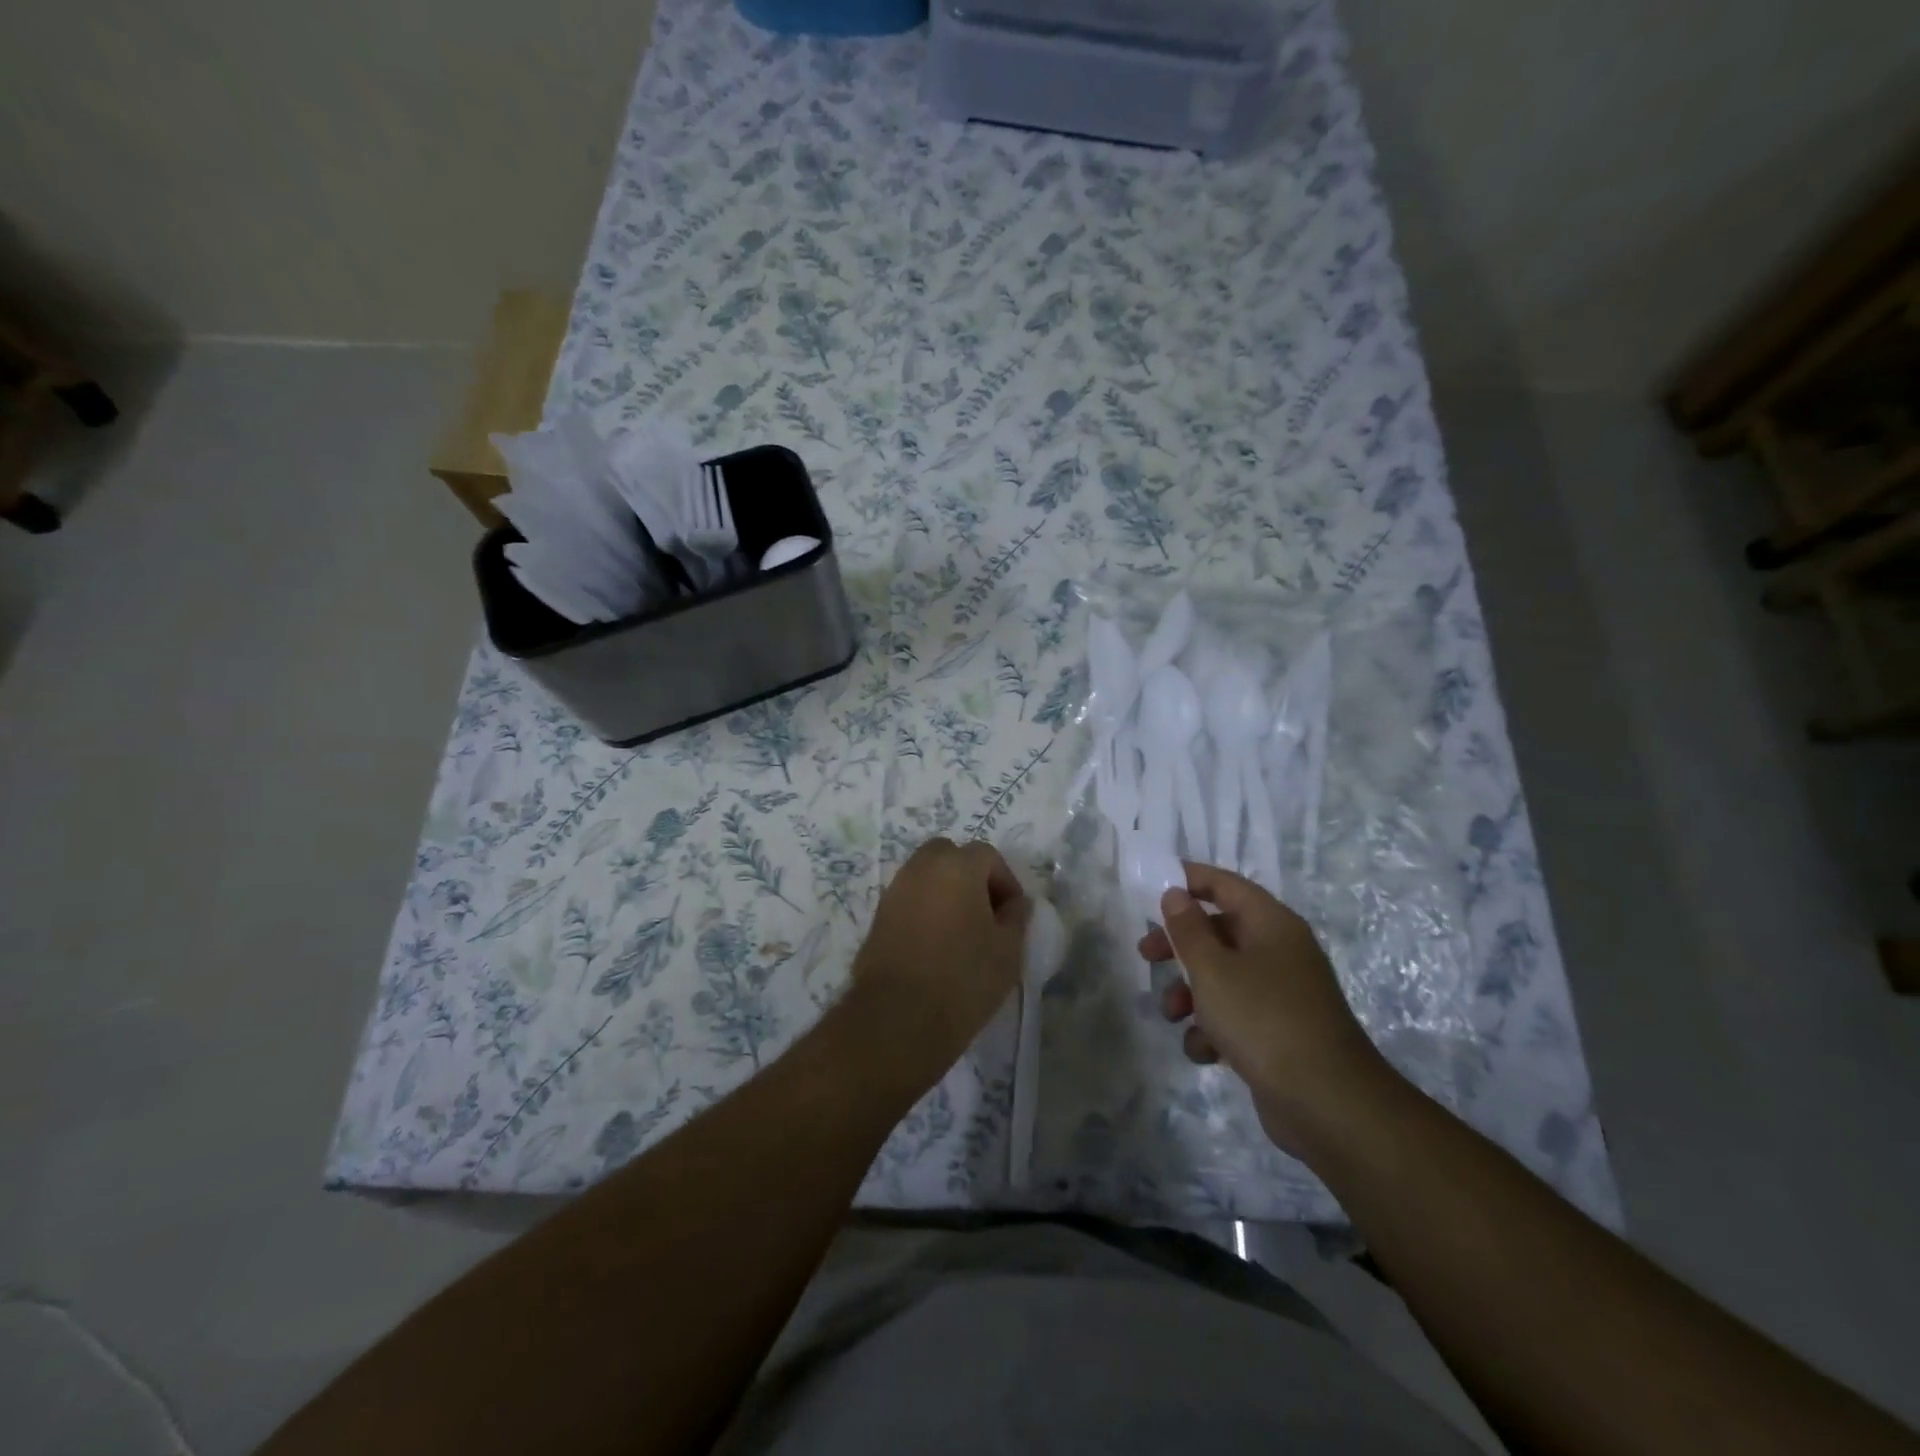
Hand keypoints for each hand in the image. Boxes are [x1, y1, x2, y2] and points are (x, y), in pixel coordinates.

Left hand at [851, 837, 1030, 1080]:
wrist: (899, 1017)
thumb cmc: (964, 977)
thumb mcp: (1008, 950)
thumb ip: (1017, 917)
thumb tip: (1016, 903)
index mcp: (957, 866)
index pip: (987, 855)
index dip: (1005, 881)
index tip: (1013, 914)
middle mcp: (921, 867)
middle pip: (950, 855)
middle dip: (970, 876)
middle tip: (985, 913)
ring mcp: (895, 890)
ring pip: (926, 875)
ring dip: (945, 891)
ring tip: (960, 931)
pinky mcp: (877, 916)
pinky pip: (909, 899)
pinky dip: (924, 909)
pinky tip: (935, 945)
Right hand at [1139, 862, 1395, 1158]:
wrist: (1327, 1104)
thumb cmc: (1263, 1019)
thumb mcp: (1213, 969)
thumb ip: (1188, 929)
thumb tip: (1175, 893)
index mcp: (1271, 924)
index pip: (1225, 884)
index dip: (1188, 880)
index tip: (1151, 888)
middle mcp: (1279, 951)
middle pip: (1219, 931)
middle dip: (1179, 946)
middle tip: (1147, 956)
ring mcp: (1281, 994)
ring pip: (1222, 977)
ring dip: (1190, 993)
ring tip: (1172, 1015)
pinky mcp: (1278, 1032)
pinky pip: (1236, 1015)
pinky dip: (1214, 1029)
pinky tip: (1205, 1051)